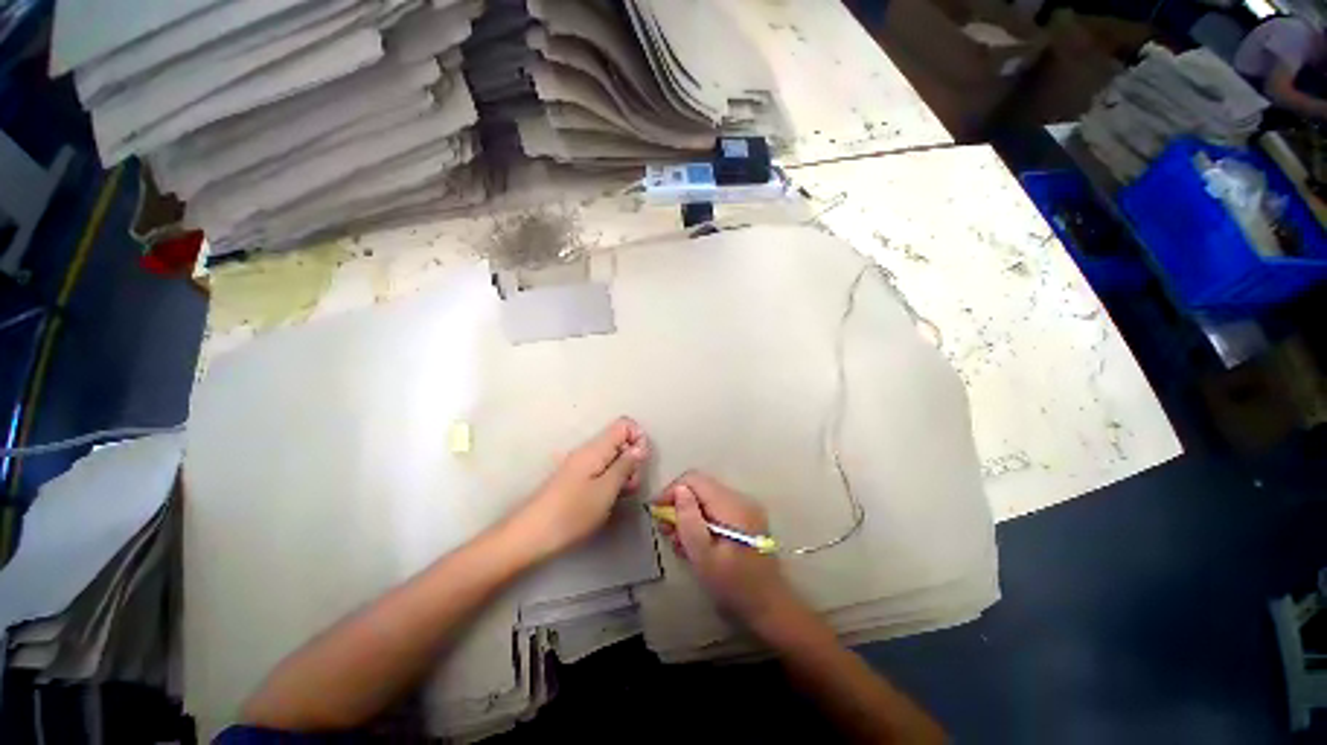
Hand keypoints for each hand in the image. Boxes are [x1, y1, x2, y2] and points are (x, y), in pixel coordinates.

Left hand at [509, 417, 649, 559]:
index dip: (638, 438)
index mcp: (596, 448)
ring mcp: (581, 465)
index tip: (641, 463)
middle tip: (630, 486)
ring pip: (612, 458)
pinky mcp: (576, 479)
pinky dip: (611, 482)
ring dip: (623, 474)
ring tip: (620, 496)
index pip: (624, 424)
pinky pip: (601, 471)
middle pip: (620, 441)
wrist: (531, 535)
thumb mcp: (606, 490)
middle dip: (633, 460)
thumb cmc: (572, 513)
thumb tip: (640, 447)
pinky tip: (608, 500)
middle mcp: (588, 451)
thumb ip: (626, 465)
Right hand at [654, 472, 795, 627]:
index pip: (694, 479)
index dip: (671, 491)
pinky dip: (701, 521)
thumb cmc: (734, 586)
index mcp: (732, 505)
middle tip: (666, 532)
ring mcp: (744, 508)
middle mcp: (740, 499)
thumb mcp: (704, 557)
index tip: (657, 512)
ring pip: (706, 498)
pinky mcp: (744, 518)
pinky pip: (715, 509)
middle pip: (700, 487)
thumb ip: (689, 520)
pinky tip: (695, 544)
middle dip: (679, 505)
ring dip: (689, 515)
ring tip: (680, 543)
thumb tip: (679, 490)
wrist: (770, 607)